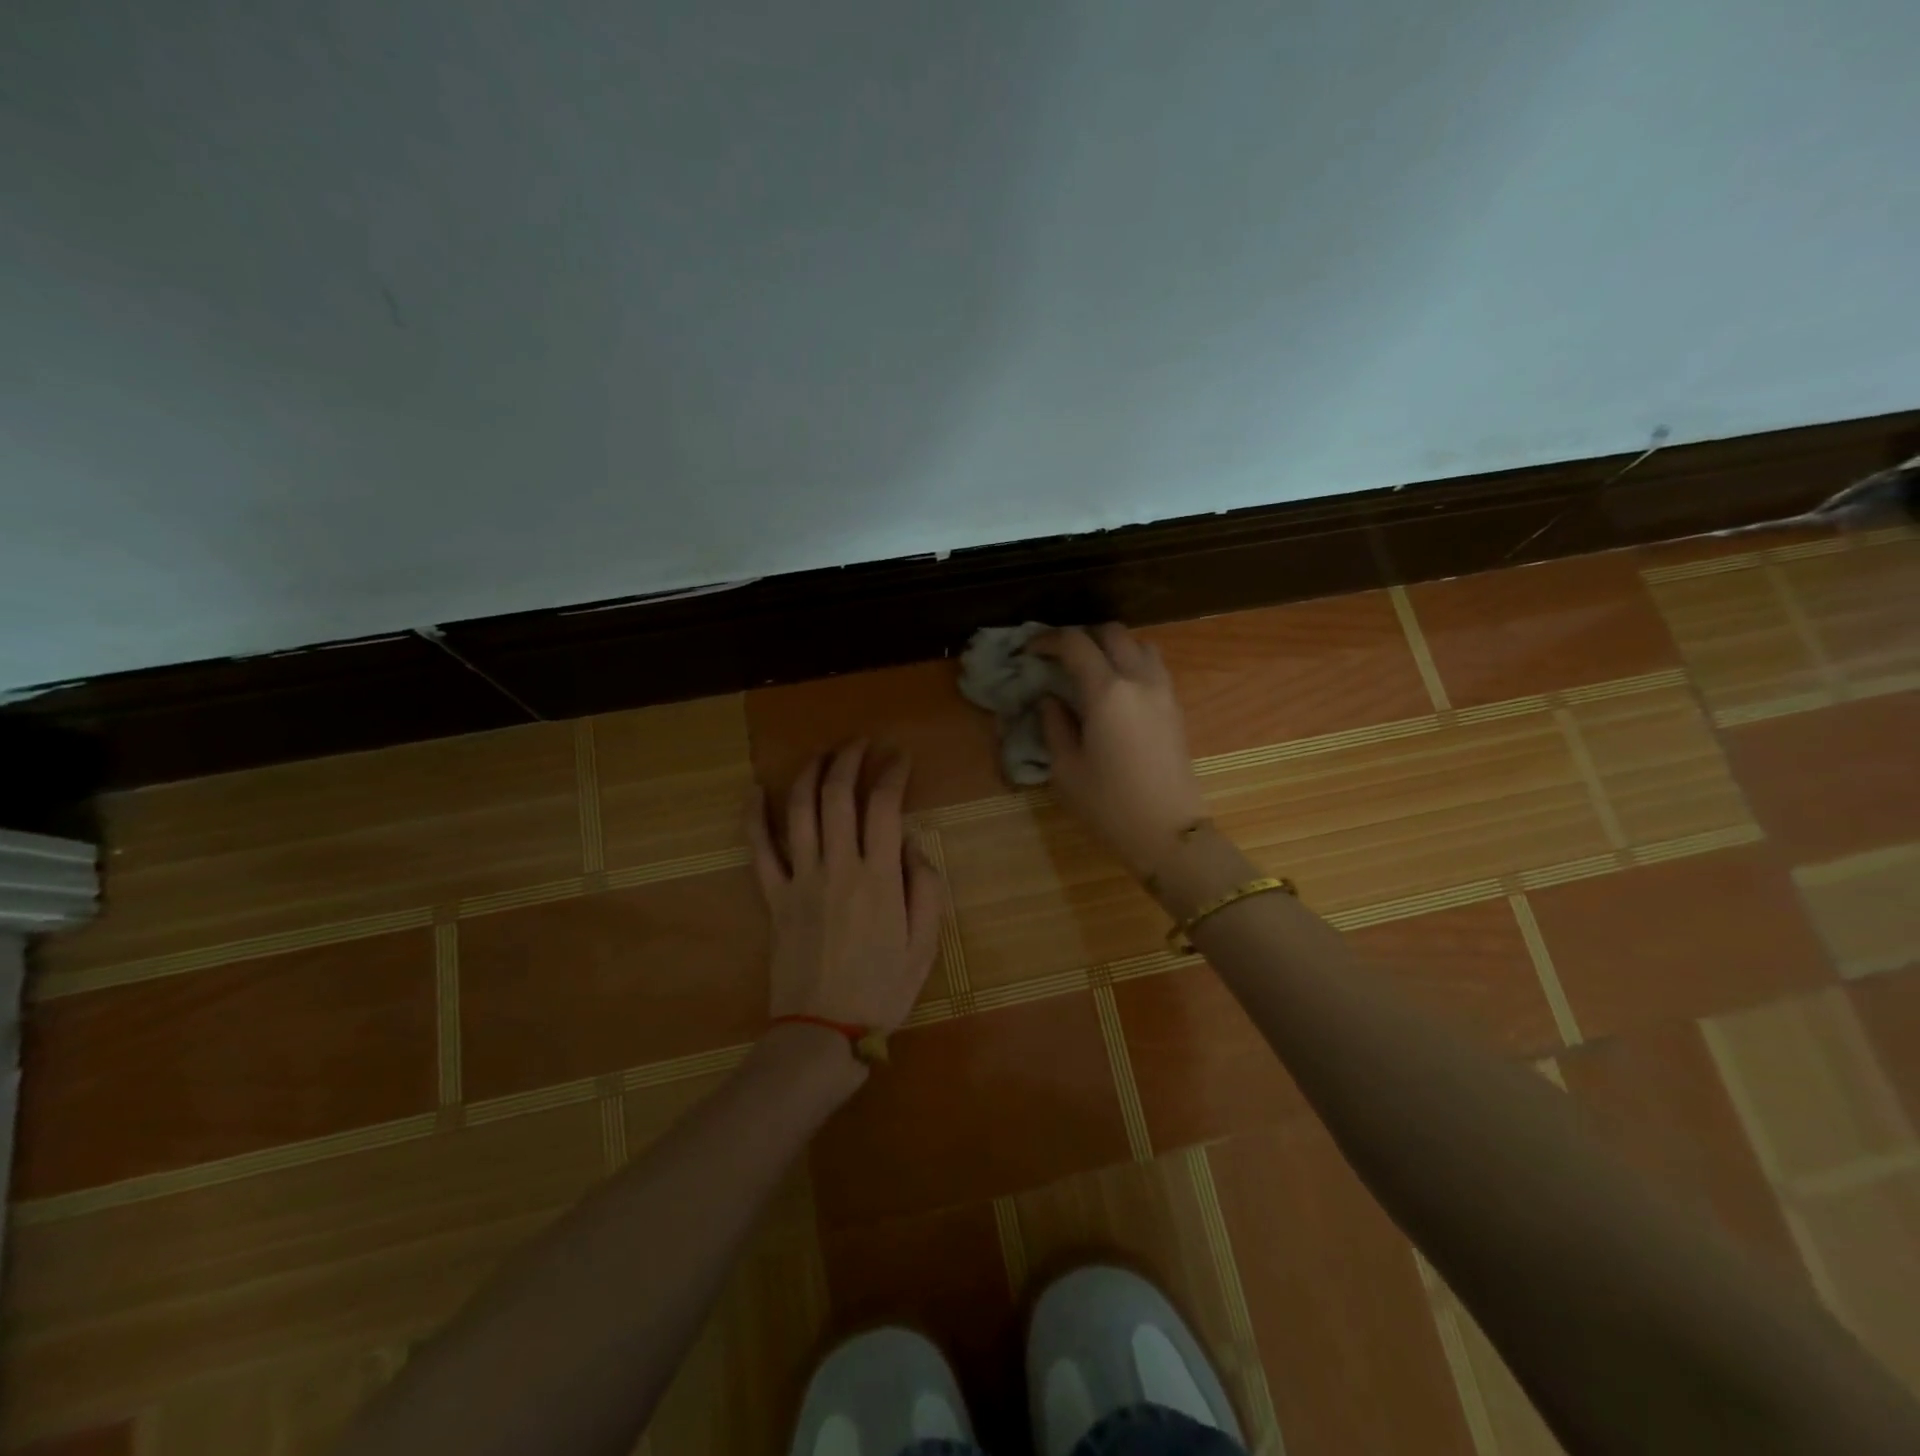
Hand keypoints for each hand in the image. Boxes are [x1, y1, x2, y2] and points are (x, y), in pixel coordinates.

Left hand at [745, 742, 944, 1033]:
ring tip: (821, 754)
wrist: (824, 1031)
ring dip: (808, 774)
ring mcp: (800, 879)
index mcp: (878, 877)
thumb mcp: (925, 944)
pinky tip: (754, 791)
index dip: (891, 773)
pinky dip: (754, 817)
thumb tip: (910, 843)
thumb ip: (925, 888)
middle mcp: (837, 867)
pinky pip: (759, 850)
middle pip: (837, 796)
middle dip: (848, 759)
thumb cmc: (882, 989)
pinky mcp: (774, 897)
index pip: (883, 806)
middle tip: (860, 744)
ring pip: (798, 811)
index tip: (899, 757)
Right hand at [1034, 624, 1208, 878]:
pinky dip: (1132, 663)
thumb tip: (1050, 700)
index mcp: (1107, 692)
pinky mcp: (1176, 707)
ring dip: (1112, 647)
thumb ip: (1054, 725)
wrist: (1169, 832)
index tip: (1030, 651)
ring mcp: (1163, 691)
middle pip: (1111, 633)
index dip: (1047, 640)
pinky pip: (1153, 667)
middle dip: (1082, 637)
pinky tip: (1115, 690)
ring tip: (1091, 670)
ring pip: (1139, 644)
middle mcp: (1139, 680)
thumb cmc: (1109, 804)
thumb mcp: (1066, 769)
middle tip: (1059, 658)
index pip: (1075, 643)